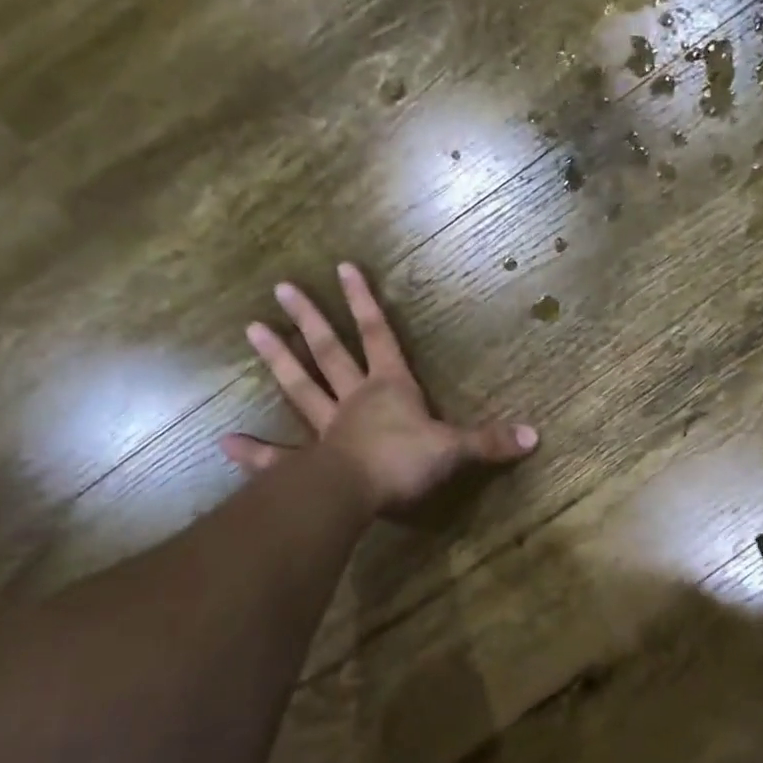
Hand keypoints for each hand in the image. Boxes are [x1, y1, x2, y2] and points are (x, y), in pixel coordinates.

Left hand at [222, 262, 538, 515]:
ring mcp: (327, 428)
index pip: (377, 335)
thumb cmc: (404, 462)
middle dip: (309, 318)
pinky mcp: (310, 461)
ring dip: (278, 359)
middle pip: (328, 351)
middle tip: (281, 288)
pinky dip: (254, 451)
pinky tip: (226, 441)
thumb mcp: (454, 449)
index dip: (363, 301)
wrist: (358, 495)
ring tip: (251, 330)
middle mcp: (354, 399)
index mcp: (389, 387)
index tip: (342, 267)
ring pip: (300, 387)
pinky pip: (279, 454)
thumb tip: (536, 436)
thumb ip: (489, 441)